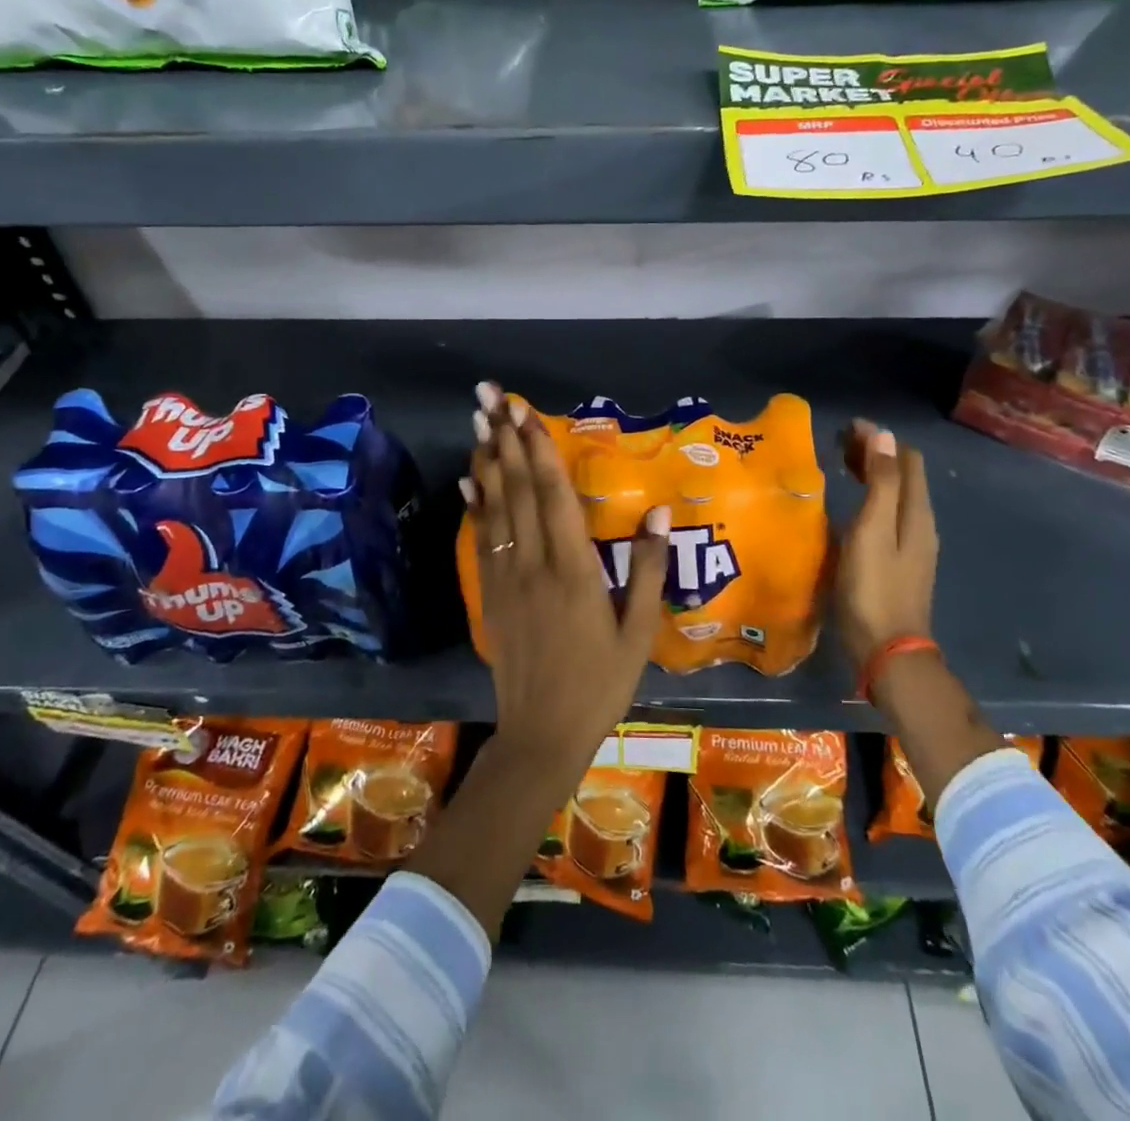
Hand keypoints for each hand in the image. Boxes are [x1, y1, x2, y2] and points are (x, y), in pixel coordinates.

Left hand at [463, 382, 669, 781]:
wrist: (541, 734)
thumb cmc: (600, 684)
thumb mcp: (639, 633)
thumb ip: (647, 569)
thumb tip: (659, 510)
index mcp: (574, 569)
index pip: (552, 494)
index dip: (538, 447)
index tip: (524, 410)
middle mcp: (533, 563)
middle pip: (516, 488)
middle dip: (505, 437)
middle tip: (489, 395)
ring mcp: (504, 577)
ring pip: (493, 507)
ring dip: (487, 460)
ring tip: (479, 421)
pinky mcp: (489, 594)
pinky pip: (480, 539)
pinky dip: (475, 504)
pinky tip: (469, 479)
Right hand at [834, 418, 939, 671]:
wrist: (888, 651)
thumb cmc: (874, 587)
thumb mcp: (873, 530)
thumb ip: (881, 483)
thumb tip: (883, 436)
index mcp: (916, 512)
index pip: (906, 458)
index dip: (880, 438)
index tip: (845, 428)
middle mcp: (920, 523)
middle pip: (903, 475)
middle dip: (874, 452)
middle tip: (837, 443)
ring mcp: (912, 546)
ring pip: (895, 495)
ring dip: (871, 474)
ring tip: (839, 466)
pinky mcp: (899, 562)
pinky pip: (887, 515)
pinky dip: (870, 498)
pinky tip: (848, 507)